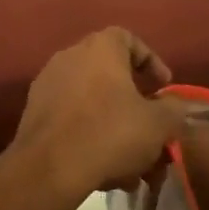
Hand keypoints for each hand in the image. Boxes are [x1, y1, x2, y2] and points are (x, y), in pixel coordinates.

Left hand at [11, 28, 183, 200]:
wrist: (49, 166)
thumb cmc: (110, 133)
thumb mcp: (158, 124)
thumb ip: (174, 109)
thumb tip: (174, 106)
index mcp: (101, 48)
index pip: (129, 39)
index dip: (151, 62)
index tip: (164, 88)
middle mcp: (71, 55)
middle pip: (111, 75)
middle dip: (135, 105)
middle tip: (150, 130)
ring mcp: (49, 81)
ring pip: (93, 102)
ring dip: (116, 127)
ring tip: (133, 165)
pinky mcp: (34, 110)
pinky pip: (72, 116)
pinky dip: (92, 135)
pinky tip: (107, 170)